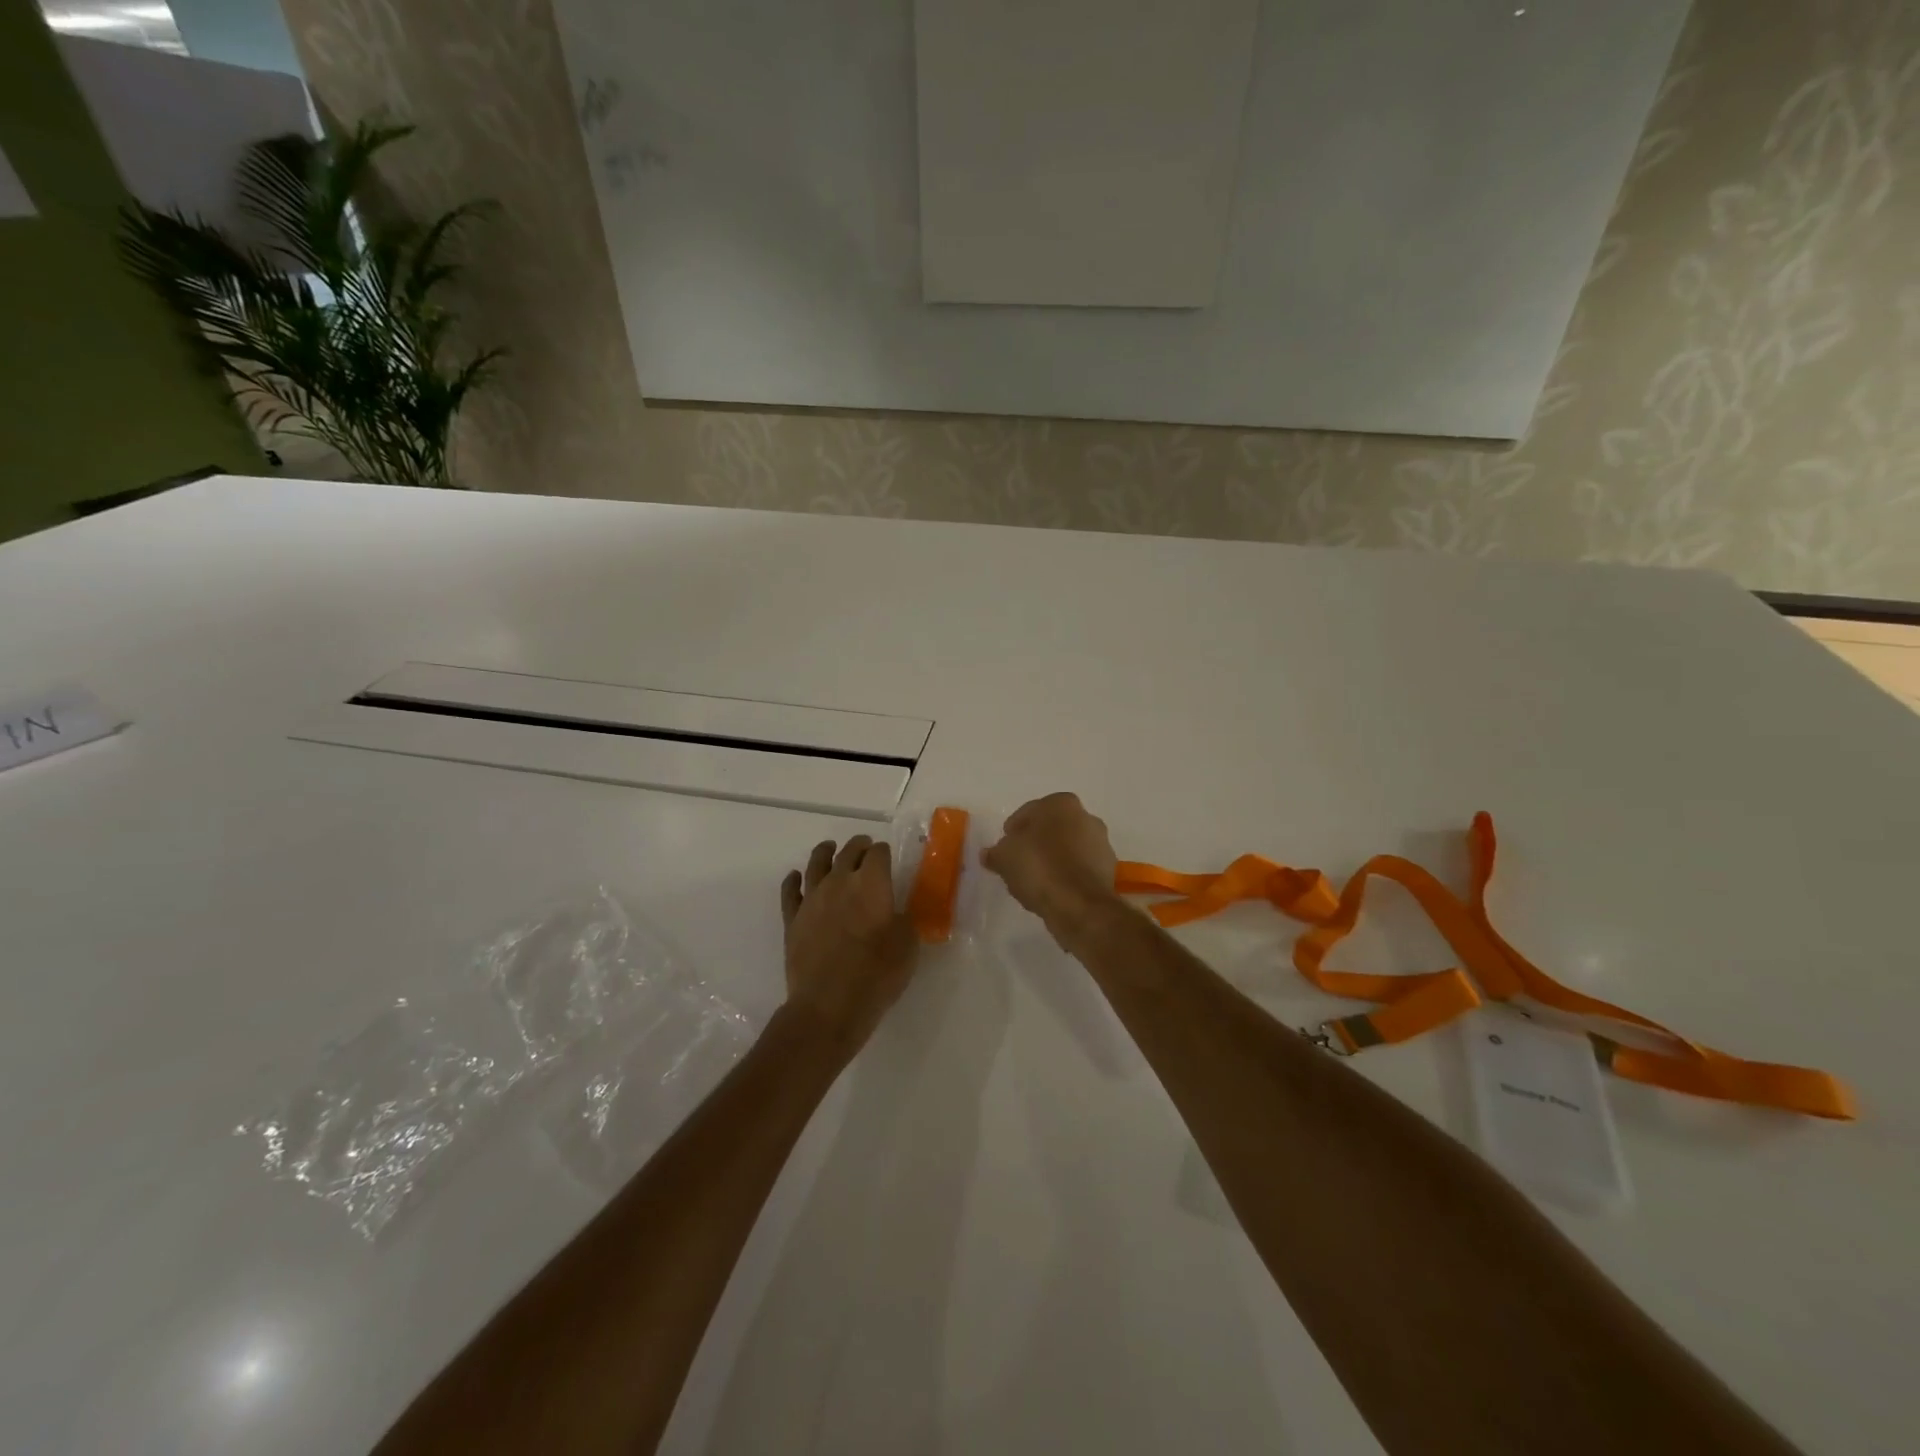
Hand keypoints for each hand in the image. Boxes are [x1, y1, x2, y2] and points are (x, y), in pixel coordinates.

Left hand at [779, 836, 918, 1053]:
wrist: (828, 1005)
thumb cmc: (876, 974)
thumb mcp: (908, 945)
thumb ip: (905, 920)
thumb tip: (897, 912)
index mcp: (871, 883)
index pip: (878, 854)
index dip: (884, 852)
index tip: (888, 856)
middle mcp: (840, 882)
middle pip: (848, 852)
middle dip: (859, 846)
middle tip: (865, 847)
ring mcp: (812, 899)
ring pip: (816, 863)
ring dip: (825, 852)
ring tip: (830, 848)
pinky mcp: (792, 919)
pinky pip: (790, 891)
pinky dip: (794, 880)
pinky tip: (796, 877)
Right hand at [980, 793, 1123, 947]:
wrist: (1080, 905)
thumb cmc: (1039, 868)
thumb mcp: (1005, 858)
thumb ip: (996, 853)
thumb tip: (989, 854)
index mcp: (1061, 803)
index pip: (1028, 813)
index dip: (1013, 832)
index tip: (1004, 850)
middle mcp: (1086, 816)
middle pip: (1051, 830)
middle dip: (1035, 845)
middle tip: (1017, 865)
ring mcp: (1101, 844)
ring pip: (1067, 850)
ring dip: (1052, 861)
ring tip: (1033, 883)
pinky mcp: (1108, 870)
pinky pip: (1078, 869)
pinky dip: (1066, 877)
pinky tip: (1052, 892)